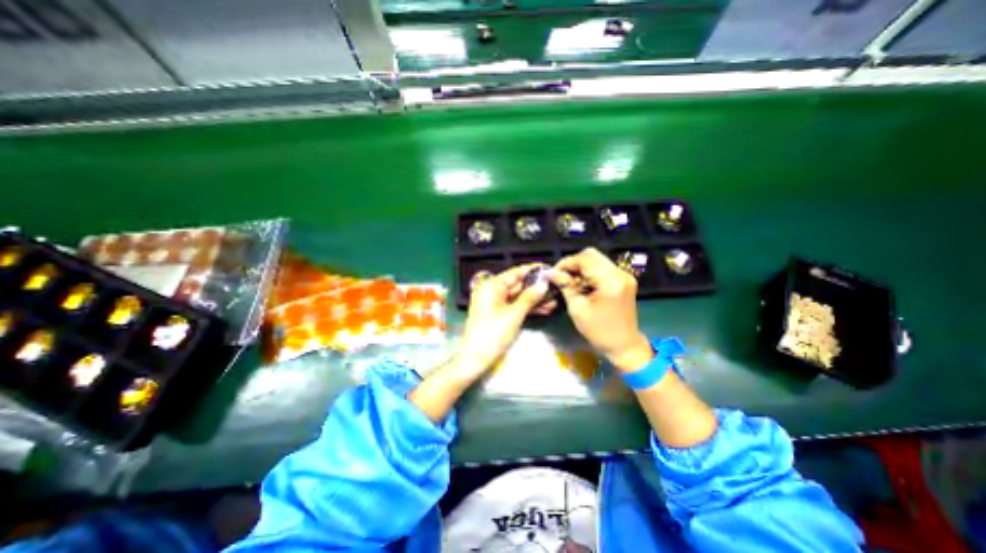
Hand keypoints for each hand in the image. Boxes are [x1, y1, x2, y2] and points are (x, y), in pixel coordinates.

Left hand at [451, 263, 558, 379]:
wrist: (475, 359)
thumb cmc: (492, 334)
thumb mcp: (514, 315)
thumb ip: (529, 297)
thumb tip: (543, 283)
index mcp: (492, 286)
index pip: (515, 272)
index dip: (533, 271)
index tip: (549, 269)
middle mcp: (493, 291)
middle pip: (518, 284)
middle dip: (537, 287)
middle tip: (556, 286)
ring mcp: (496, 303)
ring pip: (519, 296)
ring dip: (535, 299)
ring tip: (555, 300)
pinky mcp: (499, 314)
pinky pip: (515, 306)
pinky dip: (528, 308)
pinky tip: (545, 309)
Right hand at [552, 248, 652, 370]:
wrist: (624, 345)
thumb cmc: (599, 331)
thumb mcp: (577, 309)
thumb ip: (565, 286)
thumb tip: (552, 272)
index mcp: (610, 281)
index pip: (584, 259)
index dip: (566, 263)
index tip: (553, 272)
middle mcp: (620, 274)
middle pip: (592, 254)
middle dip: (573, 262)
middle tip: (561, 275)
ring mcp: (624, 276)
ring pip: (597, 259)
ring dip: (581, 267)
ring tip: (571, 281)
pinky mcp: (624, 280)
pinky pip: (603, 267)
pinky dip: (590, 272)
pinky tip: (583, 284)